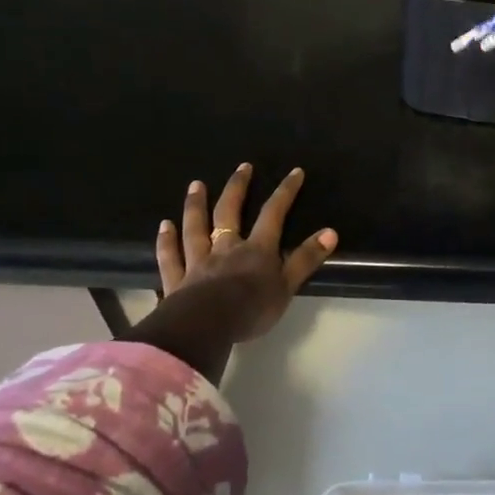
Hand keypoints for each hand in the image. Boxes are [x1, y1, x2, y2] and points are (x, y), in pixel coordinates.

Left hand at [154, 163, 337, 343]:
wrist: (206, 327)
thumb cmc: (251, 309)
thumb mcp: (287, 286)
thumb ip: (306, 259)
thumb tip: (330, 232)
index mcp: (256, 250)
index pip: (273, 214)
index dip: (285, 192)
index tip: (295, 172)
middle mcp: (225, 249)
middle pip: (229, 212)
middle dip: (237, 188)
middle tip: (241, 167)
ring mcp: (197, 263)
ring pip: (195, 228)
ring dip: (196, 205)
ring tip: (196, 185)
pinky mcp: (176, 281)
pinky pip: (170, 257)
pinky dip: (166, 241)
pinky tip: (163, 226)